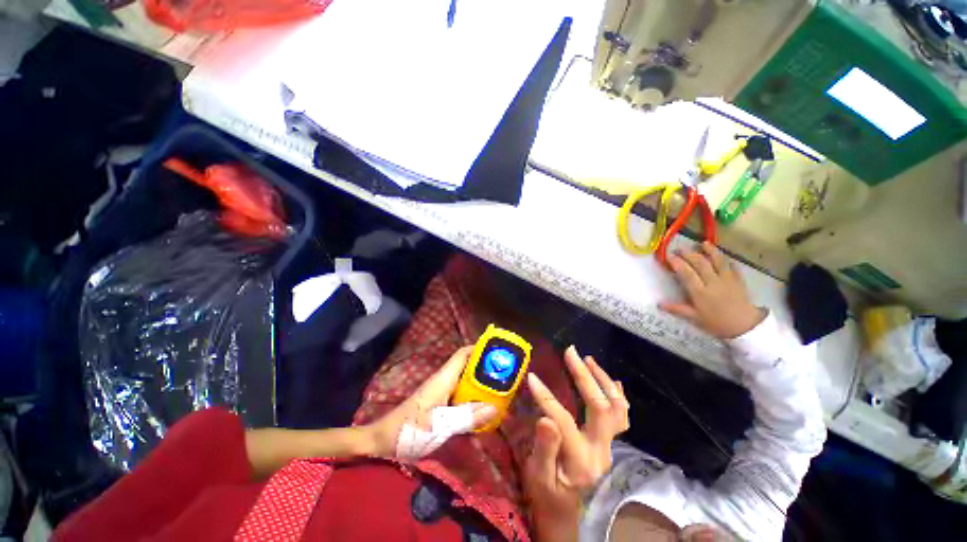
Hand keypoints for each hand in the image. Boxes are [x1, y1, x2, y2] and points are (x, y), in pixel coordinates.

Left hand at [367, 346, 496, 457]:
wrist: (382, 441)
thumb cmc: (409, 430)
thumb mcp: (440, 425)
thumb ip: (467, 416)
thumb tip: (495, 407)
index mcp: (443, 378)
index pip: (463, 354)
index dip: (480, 348)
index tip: (498, 351)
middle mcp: (443, 381)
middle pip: (467, 366)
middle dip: (485, 368)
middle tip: (505, 375)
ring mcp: (441, 392)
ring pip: (465, 382)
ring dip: (480, 384)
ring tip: (500, 390)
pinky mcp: (439, 404)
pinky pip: (460, 395)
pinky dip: (472, 398)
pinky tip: (482, 409)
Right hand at [524, 346, 629, 538]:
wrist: (566, 510)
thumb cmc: (547, 494)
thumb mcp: (538, 476)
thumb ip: (543, 448)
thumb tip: (545, 418)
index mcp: (580, 459)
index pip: (563, 419)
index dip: (546, 397)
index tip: (531, 377)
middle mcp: (601, 450)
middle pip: (600, 406)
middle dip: (584, 376)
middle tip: (570, 353)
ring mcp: (609, 445)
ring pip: (617, 408)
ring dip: (603, 380)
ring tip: (589, 360)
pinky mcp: (609, 441)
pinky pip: (621, 415)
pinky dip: (617, 394)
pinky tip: (612, 380)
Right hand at [659, 242, 765, 338]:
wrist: (745, 327)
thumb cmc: (716, 323)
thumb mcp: (694, 318)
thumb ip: (677, 309)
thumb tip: (659, 304)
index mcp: (700, 292)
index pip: (686, 273)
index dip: (677, 263)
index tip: (669, 256)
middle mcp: (713, 282)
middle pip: (700, 264)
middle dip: (689, 254)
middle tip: (680, 248)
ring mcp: (727, 280)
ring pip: (718, 261)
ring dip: (710, 251)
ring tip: (703, 243)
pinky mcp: (739, 281)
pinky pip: (733, 267)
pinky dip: (727, 260)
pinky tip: (723, 256)